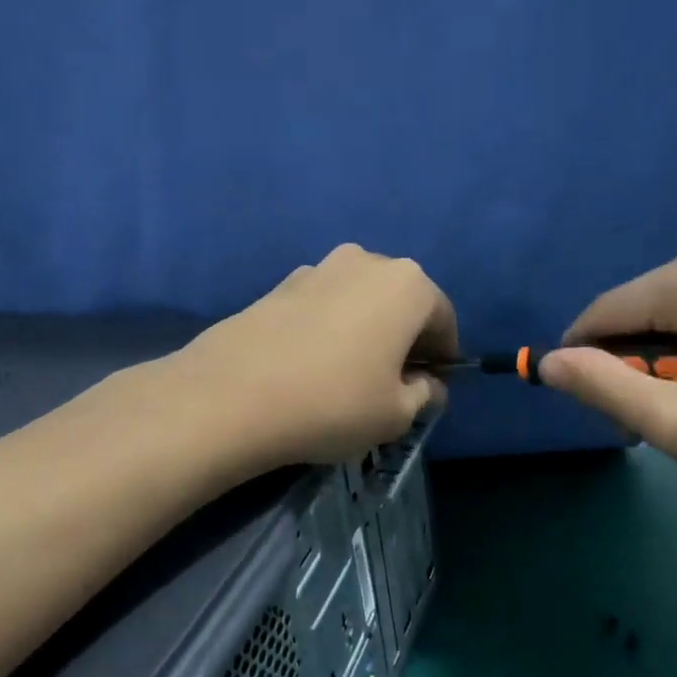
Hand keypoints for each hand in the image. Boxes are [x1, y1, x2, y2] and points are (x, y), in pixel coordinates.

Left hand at [176, 244, 458, 468]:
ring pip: (359, 300)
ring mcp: (317, 268)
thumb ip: (425, 395)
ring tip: (349, 374)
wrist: (232, 396)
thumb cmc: (334, 403)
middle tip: (394, 381)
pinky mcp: (278, 284)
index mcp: (407, 284)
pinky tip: (311, 365)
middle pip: (401, 302)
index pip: (443, 318)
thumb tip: (427, 385)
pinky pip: (322, 305)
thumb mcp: (396, 414)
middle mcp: (366, 261)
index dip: (444, 356)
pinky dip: (329, 328)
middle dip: (405, 337)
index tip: (435, 387)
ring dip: (366, 329)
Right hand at [540, 244, 676, 521]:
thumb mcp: (671, 421)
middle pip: (638, 313)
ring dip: (658, 366)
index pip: (604, 312)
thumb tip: (545, 363)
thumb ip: (600, 387)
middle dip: (627, 366)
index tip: (589, 410)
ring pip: (670, 319)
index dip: (580, 360)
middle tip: (643, 426)